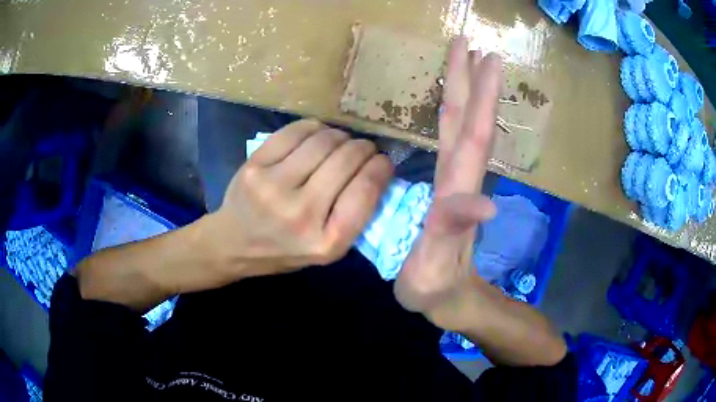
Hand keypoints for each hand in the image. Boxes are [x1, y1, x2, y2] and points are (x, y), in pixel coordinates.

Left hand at [211, 119, 392, 278]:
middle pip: (347, 159)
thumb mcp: (328, 250)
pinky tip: (316, 136)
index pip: (366, 191)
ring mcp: (273, 186)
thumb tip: (378, 169)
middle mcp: (301, 213)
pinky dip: (315, 128)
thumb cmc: (286, 250)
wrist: (234, 243)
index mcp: (327, 241)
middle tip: (364, 149)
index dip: (381, 168)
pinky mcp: (255, 165)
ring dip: (341, 136)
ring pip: (324, 140)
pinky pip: (297, 131)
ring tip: (340, 142)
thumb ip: (355, 216)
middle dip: (364, 148)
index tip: (383, 161)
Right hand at [394, 38, 502, 330]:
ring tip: (467, 58)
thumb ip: (452, 234)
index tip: (484, 57)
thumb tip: (483, 201)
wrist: (446, 296)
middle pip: (468, 119)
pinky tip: (451, 99)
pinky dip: (453, 112)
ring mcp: (454, 180)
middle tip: (471, 43)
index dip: (478, 95)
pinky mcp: (445, 185)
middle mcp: (460, 177)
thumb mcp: (433, 268)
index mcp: (456, 190)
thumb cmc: (433, 286)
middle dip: (472, 79)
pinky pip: (450, 139)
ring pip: (461, 125)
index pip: (471, 134)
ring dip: (466, 90)